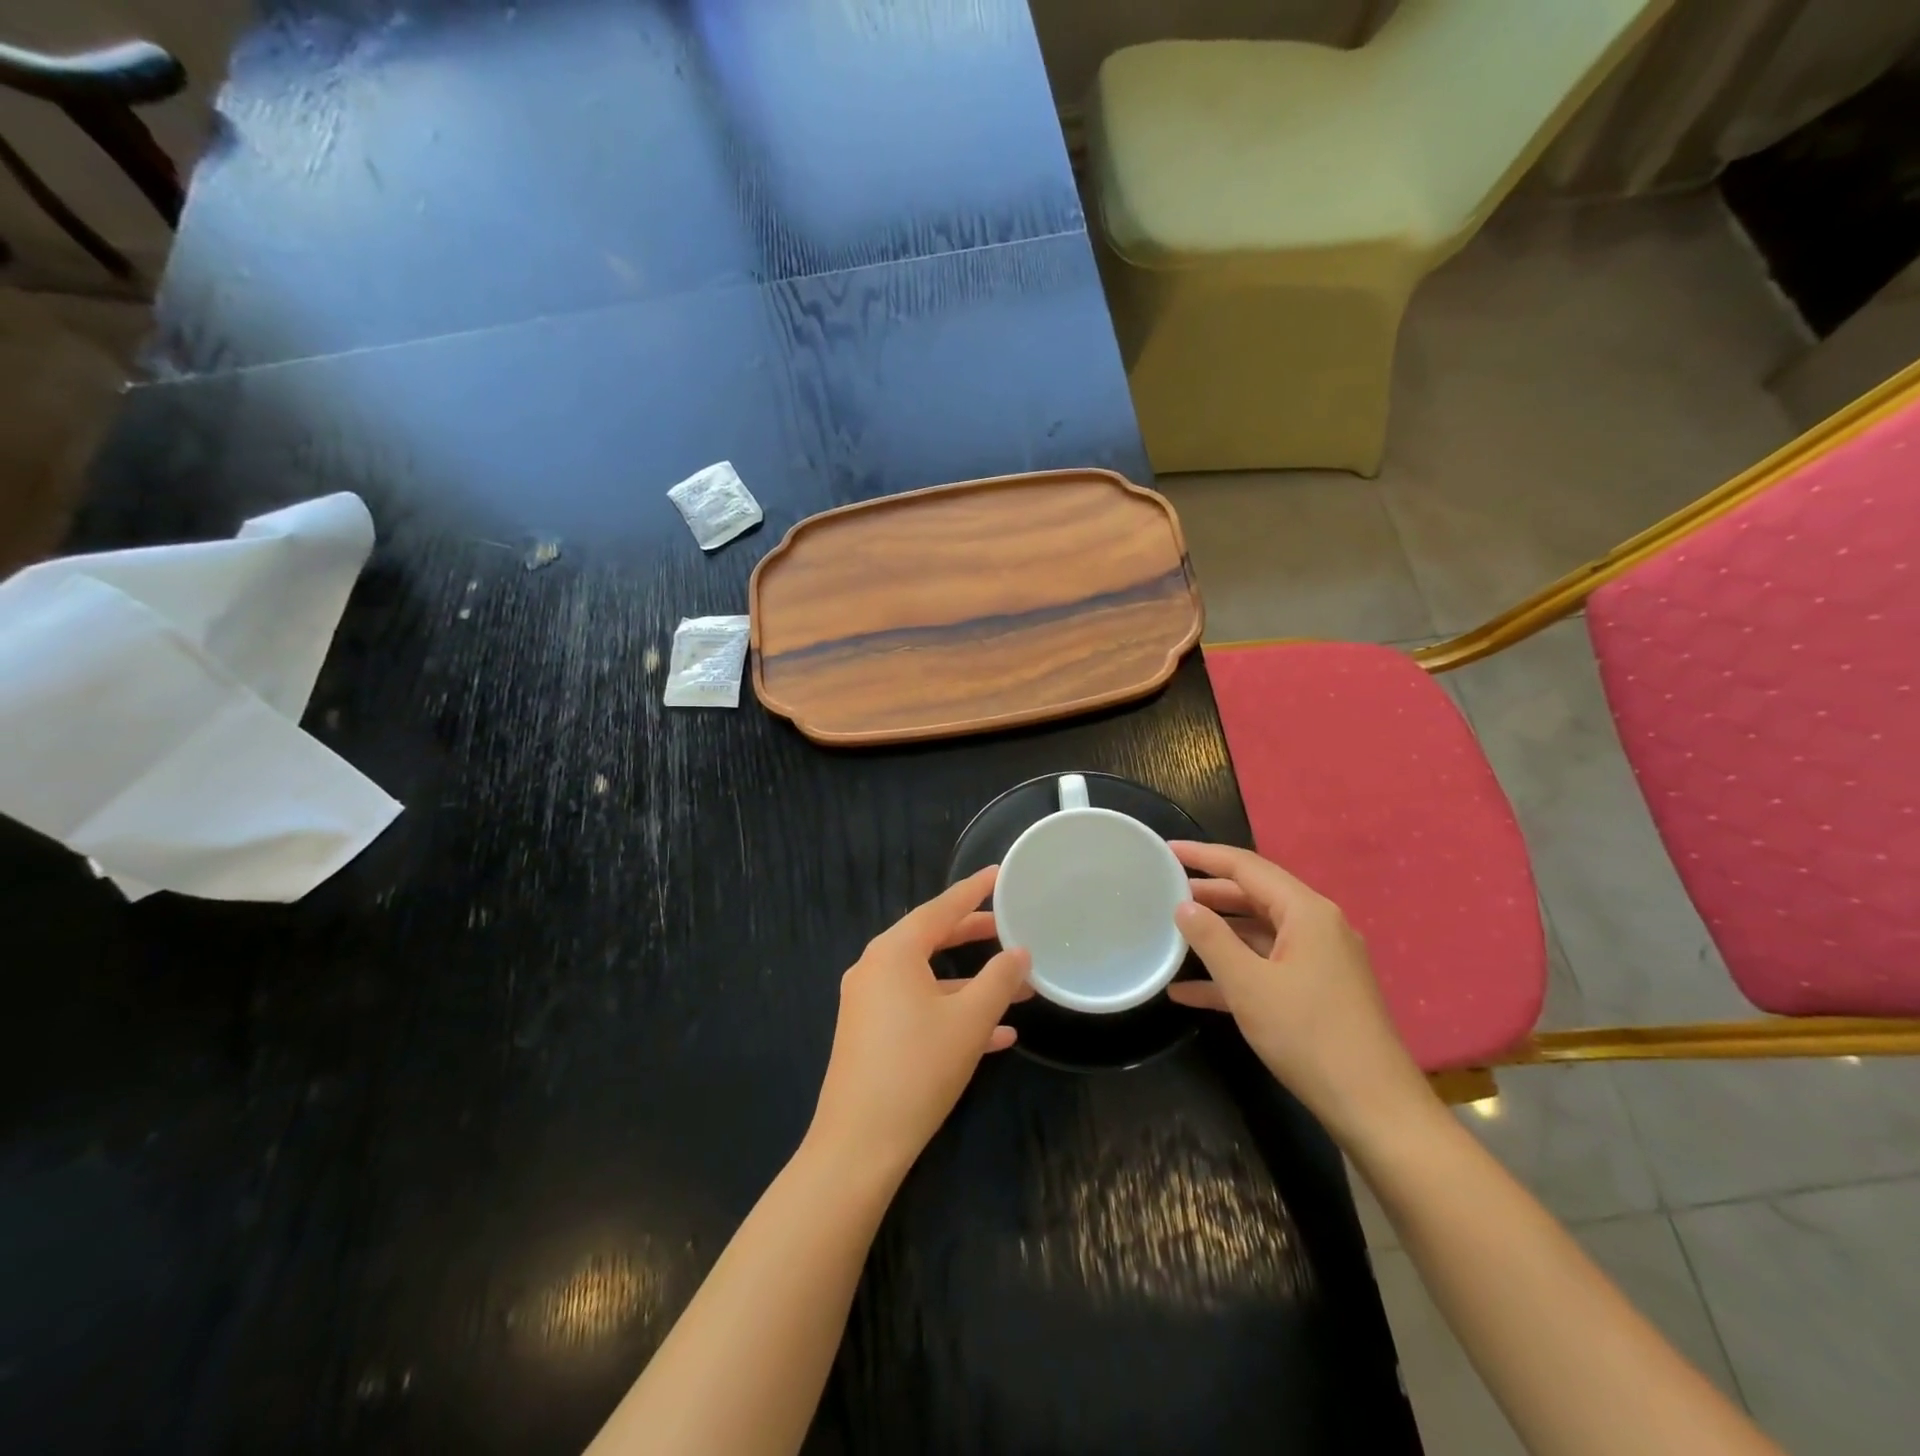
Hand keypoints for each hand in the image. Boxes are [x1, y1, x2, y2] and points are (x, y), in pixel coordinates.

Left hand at [807, 867, 1031, 1181]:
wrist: (858, 1145)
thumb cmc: (917, 1068)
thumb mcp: (969, 1021)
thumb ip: (999, 980)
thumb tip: (1020, 953)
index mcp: (893, 952)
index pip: (940, 908)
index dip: (973, 890)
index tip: (999, 874)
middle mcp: (875, 968)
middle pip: (931, 938)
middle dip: (973, 935)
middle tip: (1008, 926)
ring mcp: (868, 1002)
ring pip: (927, 978)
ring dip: (970, 982)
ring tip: (1016, 987)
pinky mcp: (869, 1034)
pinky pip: (916, 1008)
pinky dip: (951, 1012)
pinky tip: (995, 1036)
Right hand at [1167, 841, 1431, 1143]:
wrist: (1374, 1109)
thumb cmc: (1309, 1036)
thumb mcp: (1249, 985)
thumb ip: (1211, 939)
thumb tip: (1183, 905)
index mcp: (1306, 913)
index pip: (1247, 867)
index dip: (1204, 855)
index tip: (1166, 850)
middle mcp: (1317, 927)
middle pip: (1254, 896)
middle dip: (1209, 894)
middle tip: (1164, 890)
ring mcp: (1320, 960)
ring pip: (1259, 933)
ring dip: (1217, 934)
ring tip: (1172, 932)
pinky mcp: (1318, 991)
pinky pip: (1268, 966)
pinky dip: (1233, 971)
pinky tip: (1189, 991)